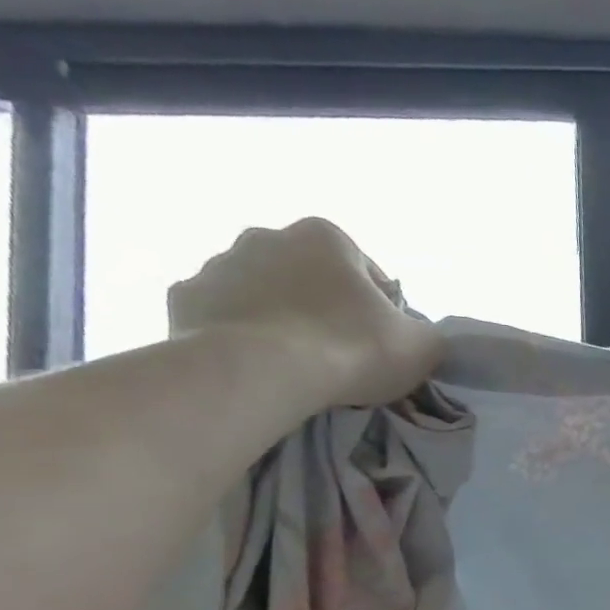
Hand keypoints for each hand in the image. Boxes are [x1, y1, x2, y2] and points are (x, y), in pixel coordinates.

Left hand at [167, 217, 443, 409]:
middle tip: (341, 351)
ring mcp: (217, 265)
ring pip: (261, 292)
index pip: (365, 271)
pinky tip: (258, 365)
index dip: (380, 308)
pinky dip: (239, 334)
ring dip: (280, 317)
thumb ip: (426, 334)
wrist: (263, 372)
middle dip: (323, 304)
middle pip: (307, 275)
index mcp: (326, 236)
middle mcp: (266, 236)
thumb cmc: (353, 347)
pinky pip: (223, 316)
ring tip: (297, 364)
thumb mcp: (424, 346)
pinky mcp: (182, 299)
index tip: (383, 341)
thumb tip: (415, 336)